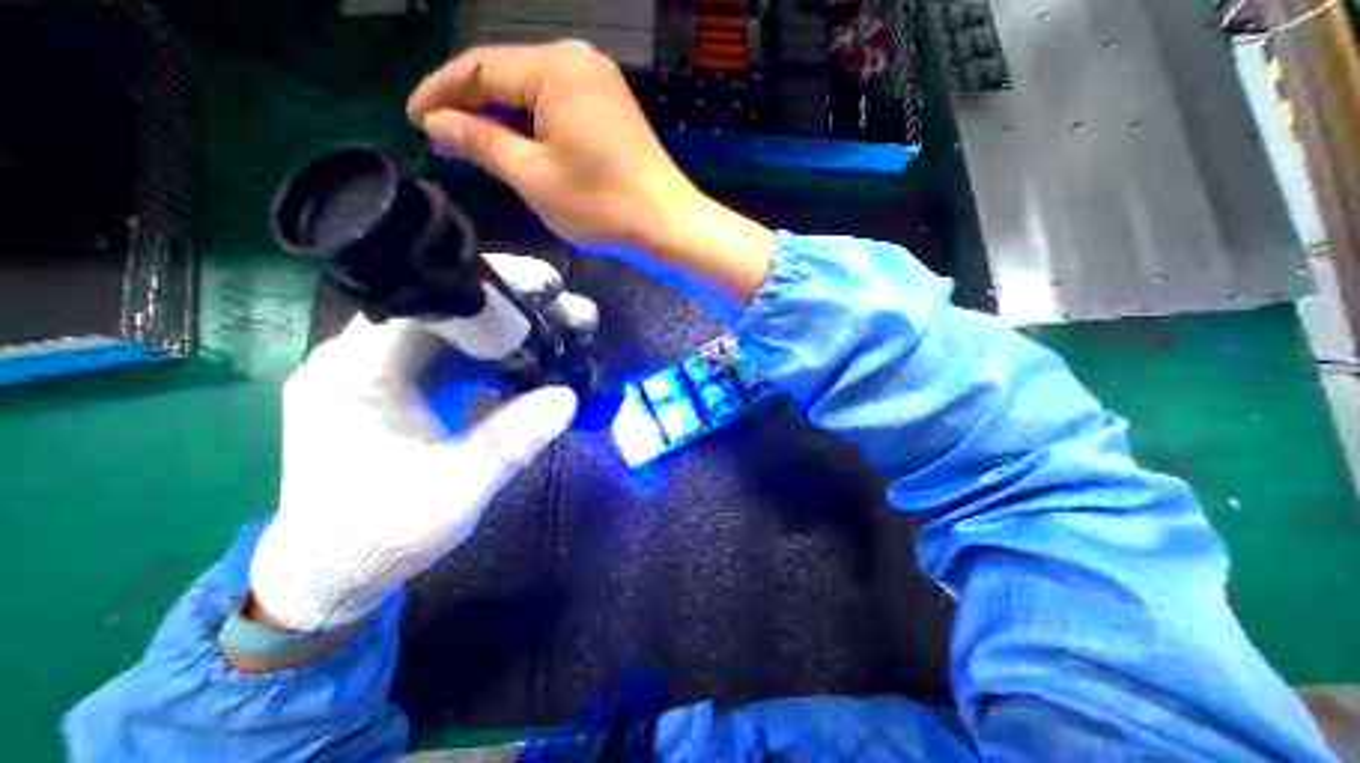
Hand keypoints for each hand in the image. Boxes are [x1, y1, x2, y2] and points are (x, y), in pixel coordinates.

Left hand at [247, 253, 597, 632]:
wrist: (336, 567)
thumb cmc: (382, 535)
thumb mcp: (454, 494)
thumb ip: (508, 443)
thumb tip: (568, 396)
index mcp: (358, 375)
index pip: (424, 302)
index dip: (489, 288)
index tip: (547, 287)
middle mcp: (365, 358)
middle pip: (450, 308)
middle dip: (517, 304)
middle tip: (572, 311)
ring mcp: (388, 369)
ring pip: (461, 328)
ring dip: (515, 326)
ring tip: (569, 330)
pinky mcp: (409, 383)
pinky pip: (462, 352)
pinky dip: (503, 351)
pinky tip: (537, 359)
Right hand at [404, 38, 775, 318]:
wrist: (667, 226)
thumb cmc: (601, 205)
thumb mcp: (533, 176)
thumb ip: (481, 142)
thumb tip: (437, 122)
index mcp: (555, 67)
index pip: (479, 68)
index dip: (441, 93)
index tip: (415, 121)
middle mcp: (579, 62)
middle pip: (509, 77)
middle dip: (475, 108)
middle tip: (447, 142)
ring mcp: (602, 86)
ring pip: (536, 96)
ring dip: (507, 121)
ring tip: (482, 150)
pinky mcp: (614, 111)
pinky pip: (562, 110)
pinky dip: (538, 128)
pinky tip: (525, 149)